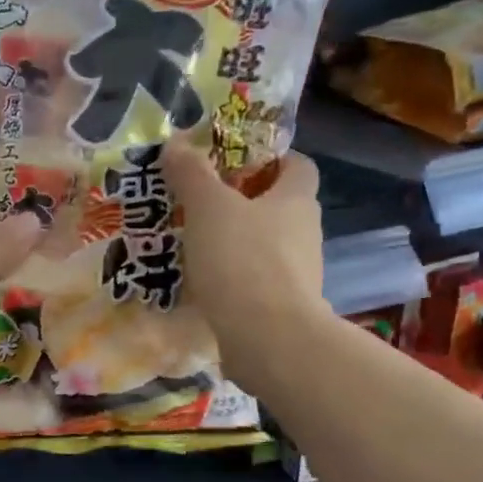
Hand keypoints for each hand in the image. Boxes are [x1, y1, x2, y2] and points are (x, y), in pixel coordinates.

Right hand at [162, 139, 326, 394]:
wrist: (267, 339)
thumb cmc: (242, 260)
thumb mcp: (208, 207)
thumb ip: (192, 174)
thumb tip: (176, 143)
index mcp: (296, 200)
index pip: (298, 166)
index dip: (272, 158)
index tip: (235, 162)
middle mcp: (305, 234)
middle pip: (279, 207)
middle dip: (244, 203)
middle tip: (201, 204)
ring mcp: (298, 275)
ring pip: (266, 247)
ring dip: (237, 244)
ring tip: (194, 246)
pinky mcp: (282, 309)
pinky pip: (256, 284)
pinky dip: (233, 280)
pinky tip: (203, 285)